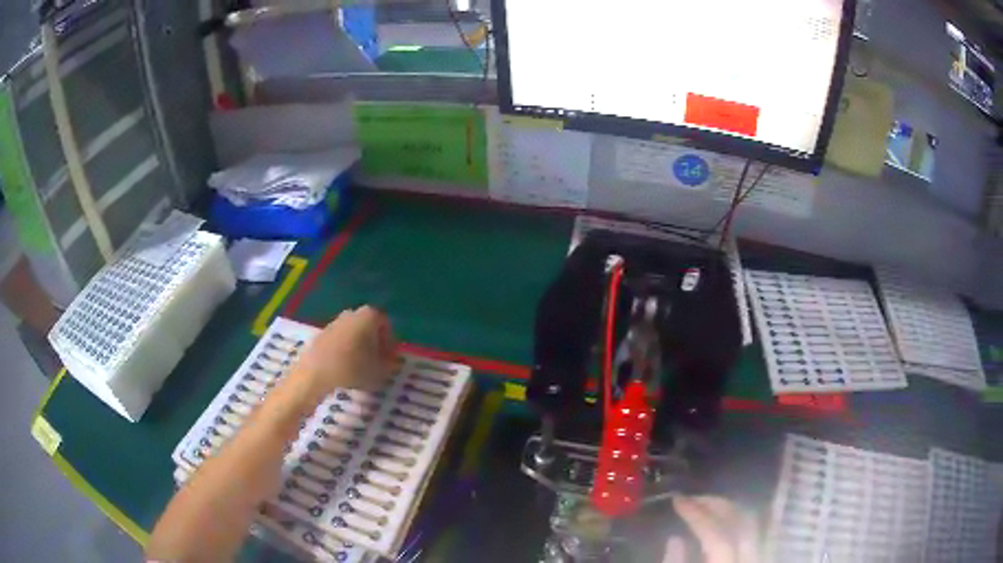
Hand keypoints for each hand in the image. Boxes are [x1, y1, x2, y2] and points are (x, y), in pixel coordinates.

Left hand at [291, 307, 396, 399]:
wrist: (316, 372)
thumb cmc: (353, 368)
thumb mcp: (379, 371)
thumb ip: (389, 364)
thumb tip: (391, 361)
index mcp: (370, 316)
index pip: (386, 325)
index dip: (390, 343)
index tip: (389, 359)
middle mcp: (353, 313)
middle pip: (369, 327)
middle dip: (374, 344)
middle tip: (376, 362)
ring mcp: (335, 321)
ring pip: (353, 333)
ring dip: (359, 347)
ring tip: (360, 367)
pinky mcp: (322, 333)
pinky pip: (340, 340)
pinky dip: (344, 350)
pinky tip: (344, 367)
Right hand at [662, 496, 759, 562]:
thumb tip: (675, 540)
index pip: (715, 534)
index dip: (696, 514)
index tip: (677, 499)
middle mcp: (752, 557)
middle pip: (741, 521)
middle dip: (716, 504)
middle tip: (693, 498)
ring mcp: (762, 554)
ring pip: (754, 522)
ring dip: (731, 508)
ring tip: (708, 505)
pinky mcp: (764, 555)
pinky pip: (761, 530)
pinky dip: (744, 519)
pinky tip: (729, 517)